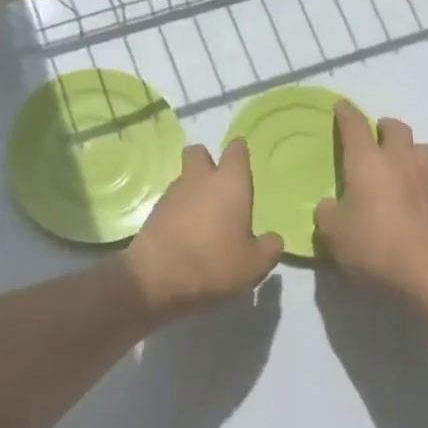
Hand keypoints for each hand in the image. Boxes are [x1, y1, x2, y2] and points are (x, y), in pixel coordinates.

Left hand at [124, 140, 283, 315]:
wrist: (157, 277)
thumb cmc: (214, 263)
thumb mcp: (254, 264)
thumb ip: (269, 248)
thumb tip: (272, 239)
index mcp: (229, 183)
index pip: (236, 151)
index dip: (240, 153)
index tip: (243, 163)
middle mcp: (200, 179)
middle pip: (199, 152)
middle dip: (207, 161)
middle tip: (218, 185)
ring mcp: (173, 193)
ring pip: (184, 177)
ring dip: (192, 189)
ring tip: (203, 217)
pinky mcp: (154, 211)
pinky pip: (171, 200)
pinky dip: (179, 209)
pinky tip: (186, 232)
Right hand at [315, 103, 427, 303]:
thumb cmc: (374, 246)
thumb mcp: (334, 233)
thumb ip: (328, 212)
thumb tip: (331, 205)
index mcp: (367, 161)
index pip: (355, 125)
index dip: (346, 113)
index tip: (341, 107)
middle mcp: (399, 161)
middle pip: (396, 128)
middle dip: (382, 127)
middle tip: (372, 138)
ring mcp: (426, 179)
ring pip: (420, 148)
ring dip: (407, 149)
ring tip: (396, 165)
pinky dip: (418, 179)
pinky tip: (408, 197)